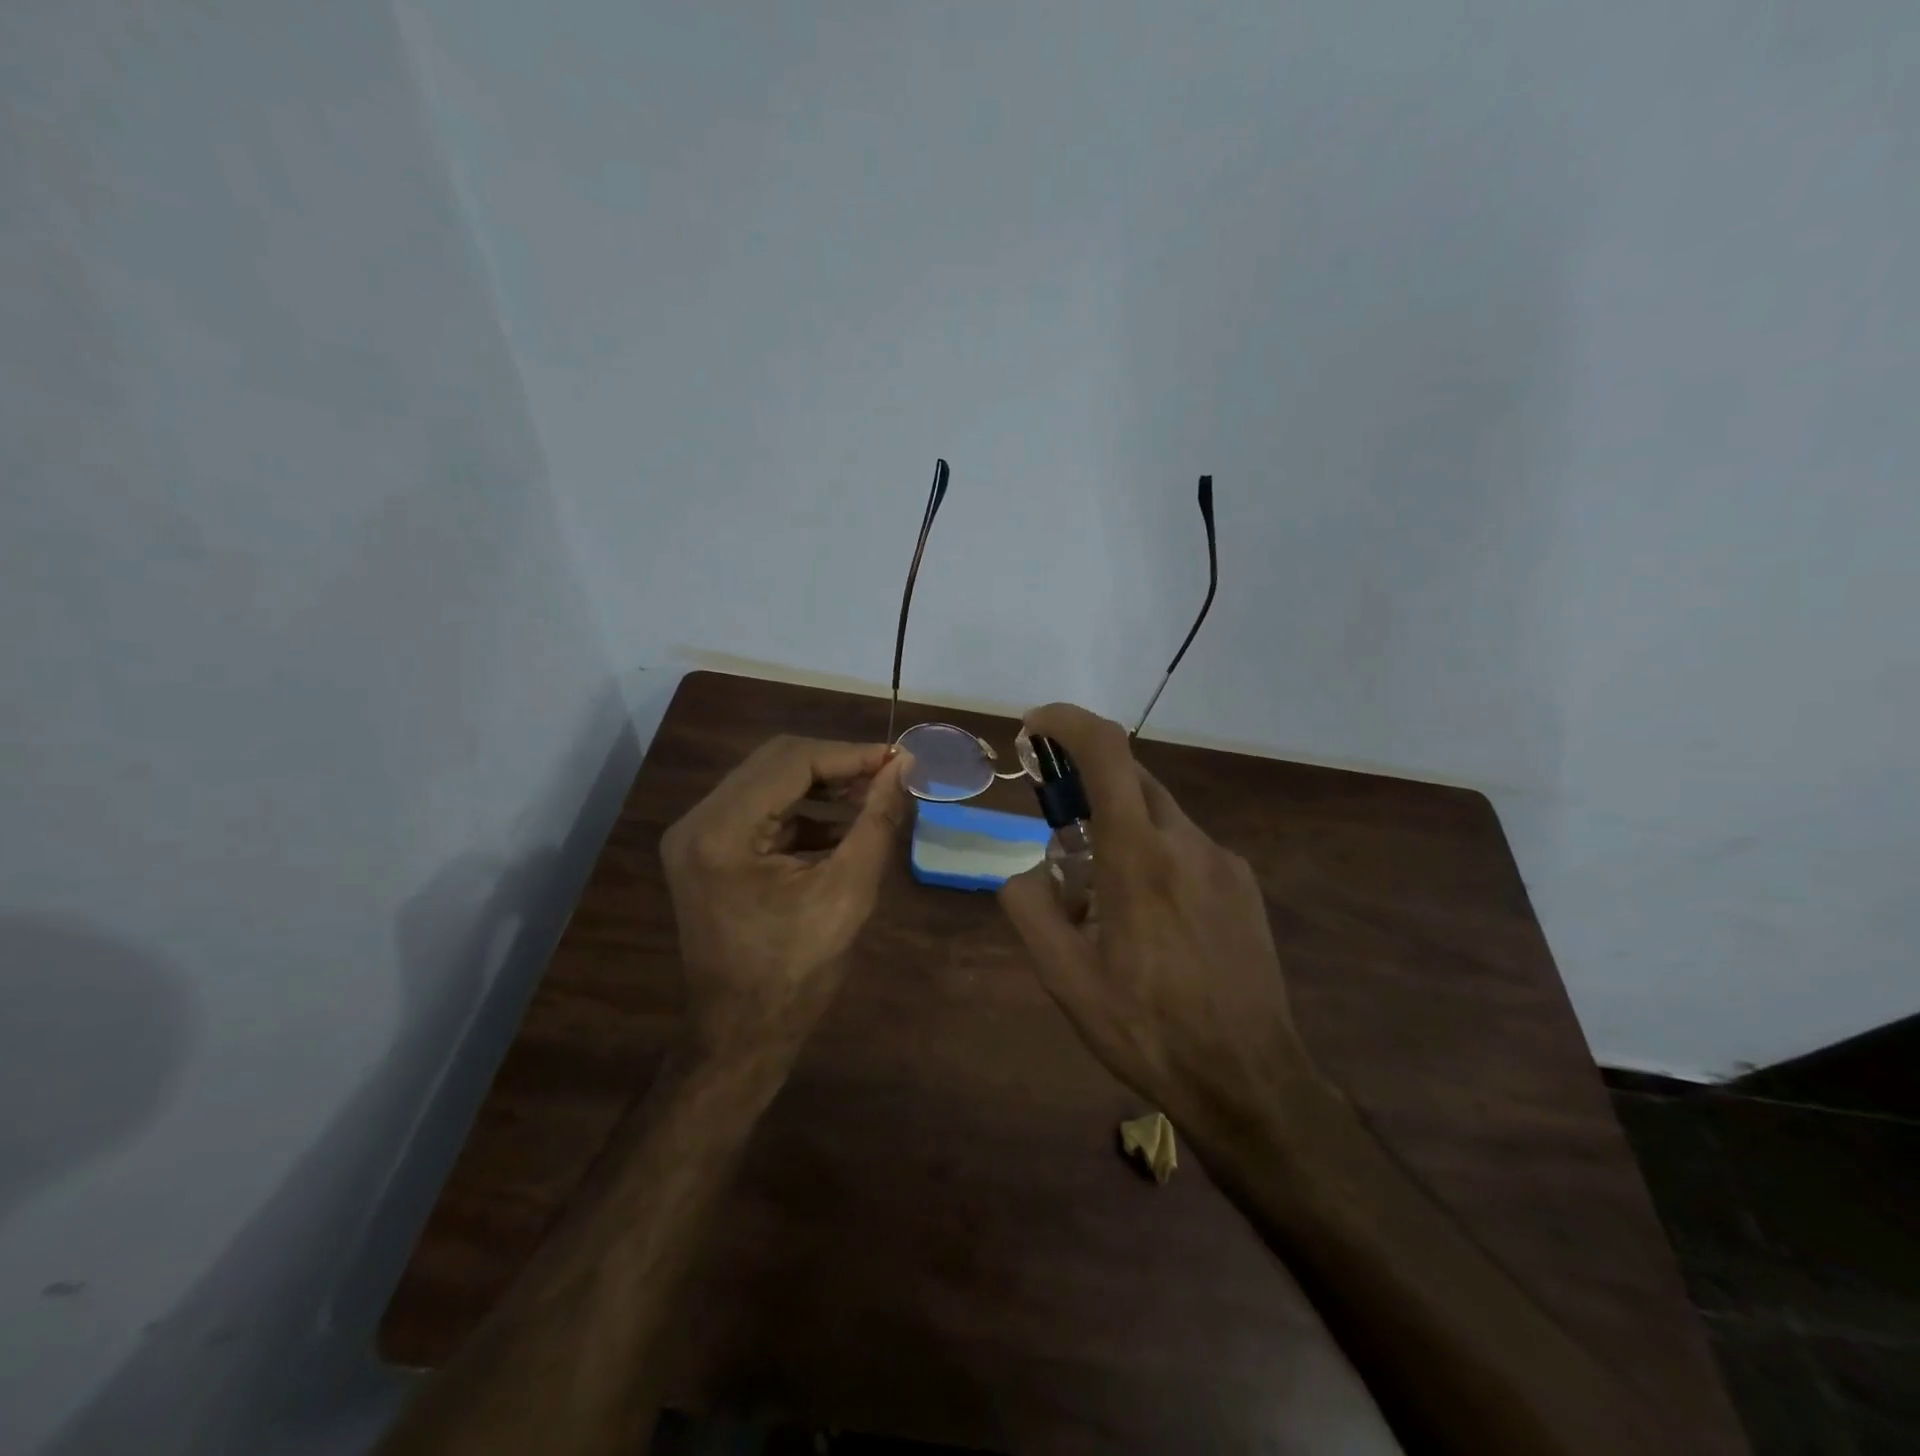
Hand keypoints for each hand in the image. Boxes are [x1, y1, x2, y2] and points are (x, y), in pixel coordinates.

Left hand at [661, 735, 912, 1061]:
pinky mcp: (710, 850)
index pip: (792, 762)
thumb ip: (876, 821)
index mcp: (721, 831)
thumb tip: (904, 768)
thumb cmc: (796, 973)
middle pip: (776, 763)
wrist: (742, 1035)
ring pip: (770, 782)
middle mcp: (699, 821)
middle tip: (890, 773)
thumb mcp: (847, 893)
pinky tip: (845, 824)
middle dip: (838, 765)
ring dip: (823, 785)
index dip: (852, 754)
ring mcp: (699, 836)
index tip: (901, 758)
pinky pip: (763, 810)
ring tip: (874, 794)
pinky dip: (805, 811)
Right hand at [998, 704, 1318, 1131]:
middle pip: (1131, 777)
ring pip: (1158, 814)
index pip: (1106, 751)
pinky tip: (1153, 919)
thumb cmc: (1146, 1028)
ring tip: (1105, 899)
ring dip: (1120, 829)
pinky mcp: (1243, 884)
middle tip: (1059, 831)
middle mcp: (1187, 841)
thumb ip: (1028, 907)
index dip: (1067, 721)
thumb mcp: (1063, 977)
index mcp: (1138, 856)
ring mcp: (1224, 860)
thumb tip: (1025, 871)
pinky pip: (1186, 846)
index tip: (1035, 726)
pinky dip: (1154, 855)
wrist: (1249, 1080)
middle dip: (1086, 784)